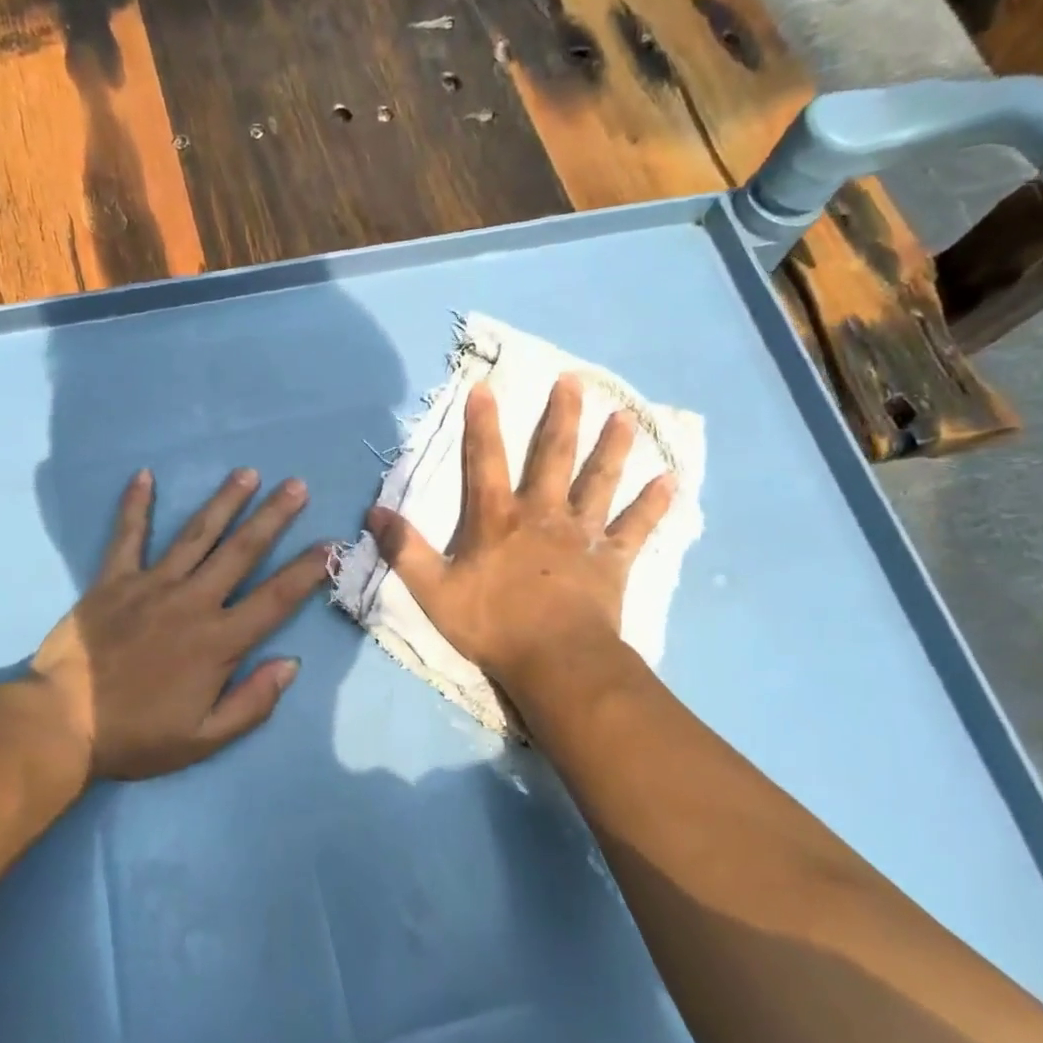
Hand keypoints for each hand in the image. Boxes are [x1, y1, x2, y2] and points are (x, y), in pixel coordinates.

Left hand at [24, 467, 328, 780]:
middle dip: (272, 516)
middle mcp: (192, 601)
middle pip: (241, 551)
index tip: (331, 544)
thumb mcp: (204, 738)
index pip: (276, 598)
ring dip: (224, 501)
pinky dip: (135, 505)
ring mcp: (152, 585)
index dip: (308, 570)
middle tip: (296, 486)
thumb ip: (252, 702)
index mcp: (219, 641)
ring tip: (247, 473)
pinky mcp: (113, 580)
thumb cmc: (137, 735)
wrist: (61, 724)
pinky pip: (128, 536)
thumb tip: (291, 663)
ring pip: (196, 534)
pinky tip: (144, 475)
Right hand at [366, 373, 672, 692]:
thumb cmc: (492, 625)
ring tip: (626, 417)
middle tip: (573, 380)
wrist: (555, 662)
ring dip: (612, 448)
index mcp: (497, 518)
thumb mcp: (433, 591)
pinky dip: (653, 504)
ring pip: (599, 481)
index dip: (482, 423)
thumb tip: (372, 513)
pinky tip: (670, 480)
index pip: (486, 460)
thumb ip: (404, 550)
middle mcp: (542, 513)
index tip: (485, 387)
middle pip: (553, 456)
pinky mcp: (612, 559)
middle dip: (561, 416)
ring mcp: (582, 534)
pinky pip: (636, 526)